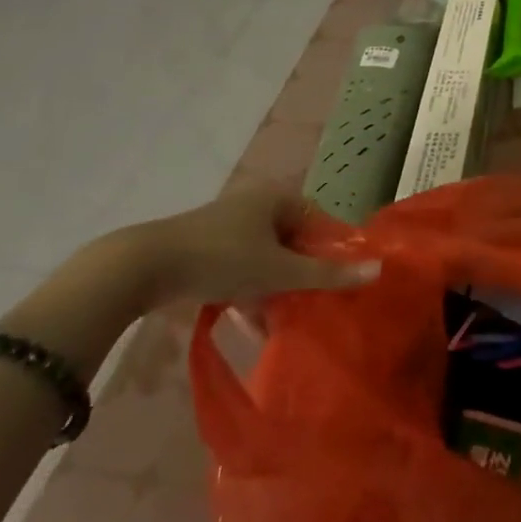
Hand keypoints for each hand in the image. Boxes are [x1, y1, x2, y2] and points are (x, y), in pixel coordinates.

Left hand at [113, 180, 378, 312]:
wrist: (142, 267)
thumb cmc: (221, 259)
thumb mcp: (278, 271)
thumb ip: (326, 274)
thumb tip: (378, 269)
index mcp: (277, 198)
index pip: (318, 221)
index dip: (331, 251)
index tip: (337, 283)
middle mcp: (255, 205)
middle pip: (292, 241)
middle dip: (301, 275)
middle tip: (311, 305)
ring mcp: (227, 225)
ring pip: (265, 258)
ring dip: (274, 288)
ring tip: (282, 322)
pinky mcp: (204, 247)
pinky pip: (240, 267)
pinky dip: (249, 291)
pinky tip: (250, 323)